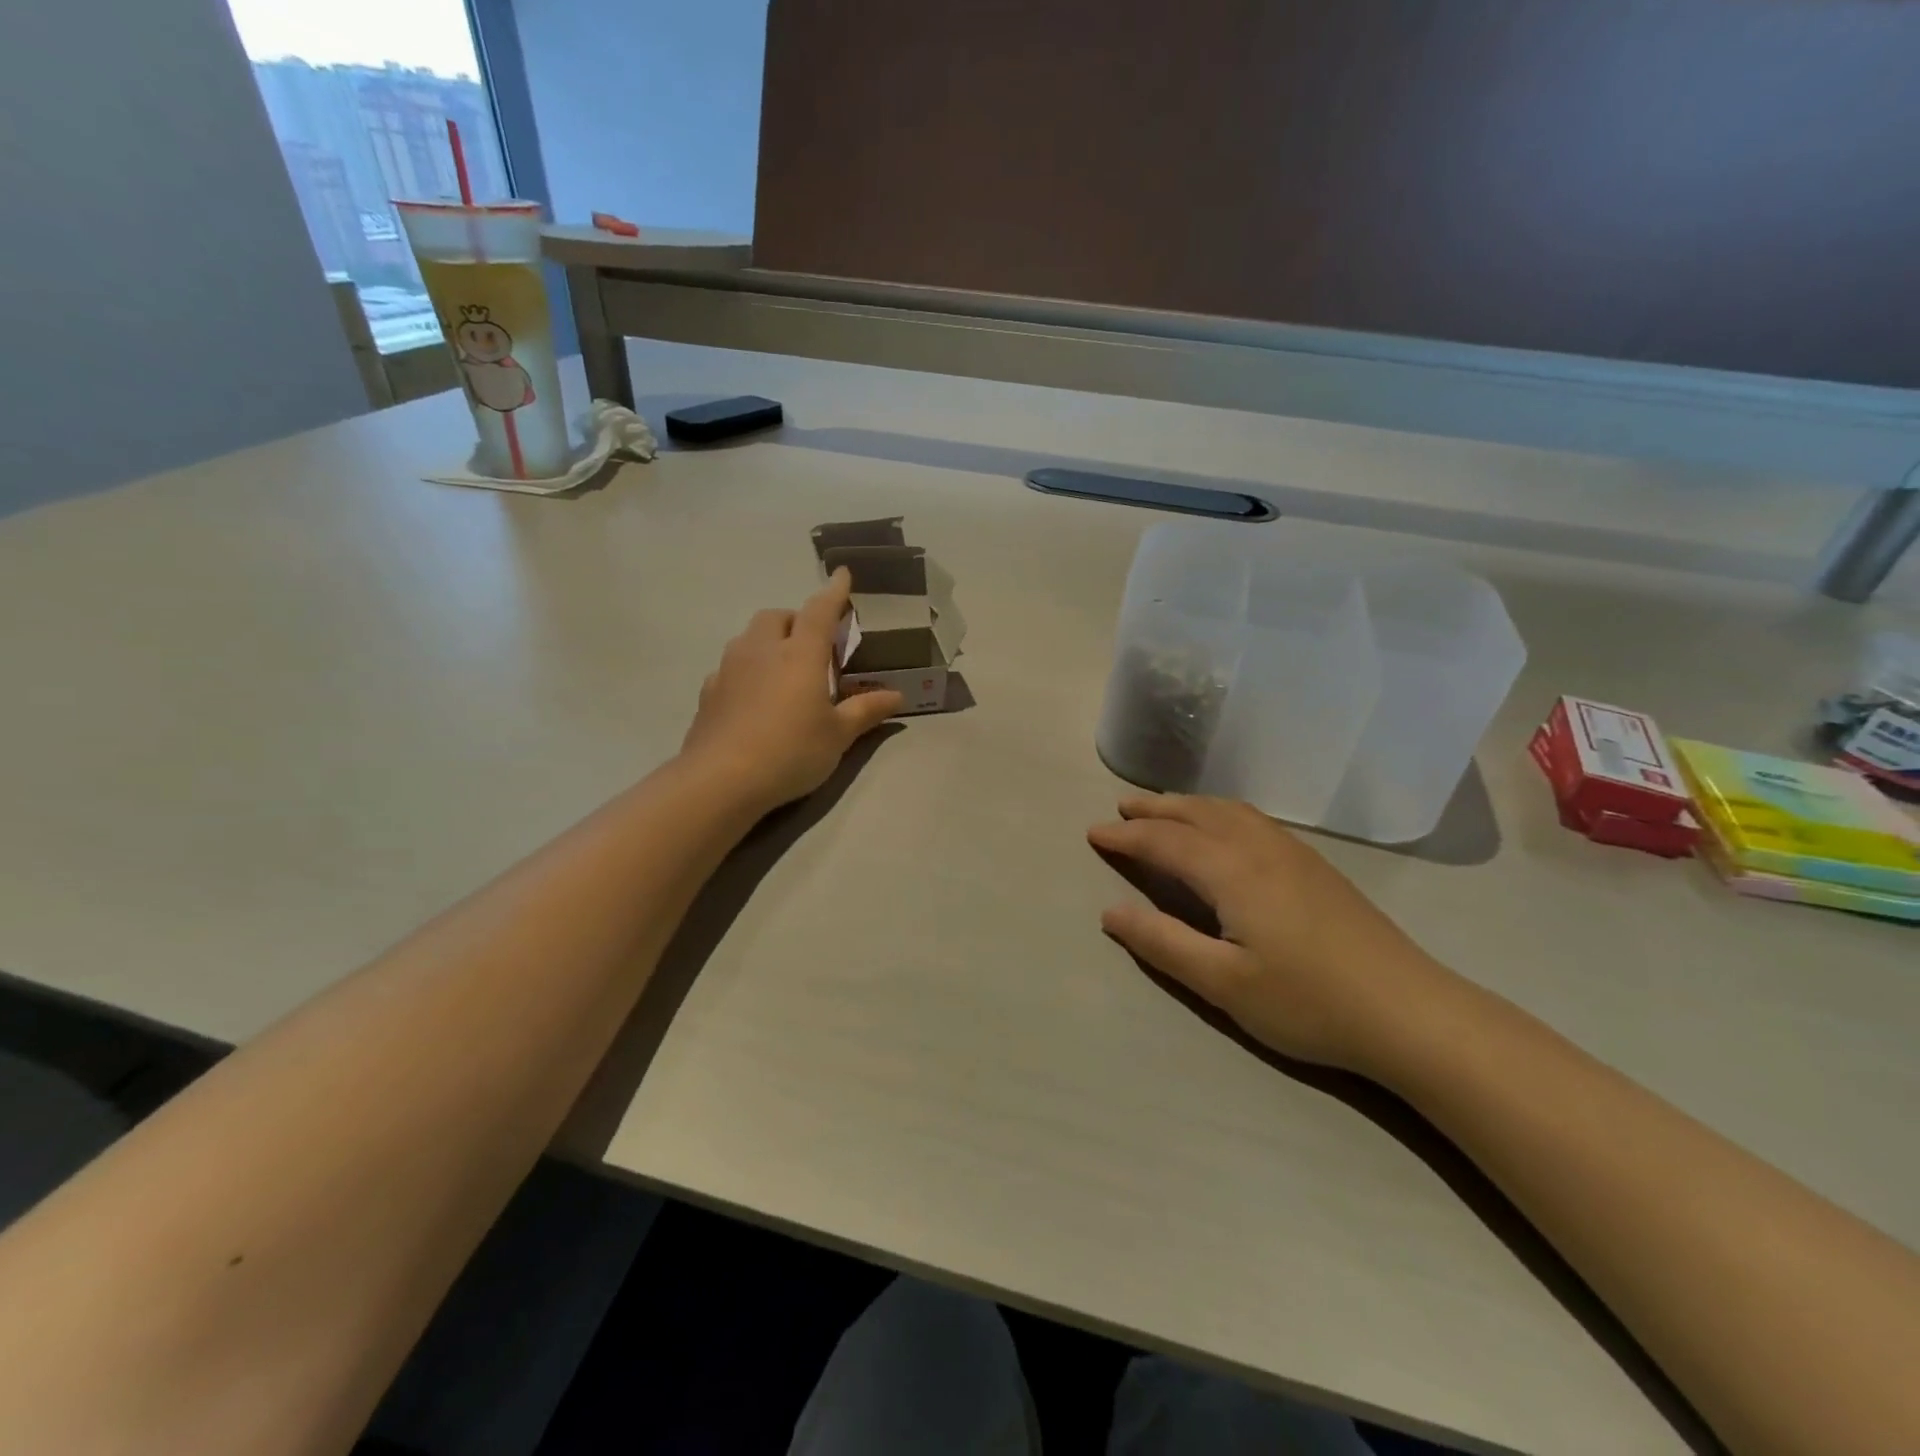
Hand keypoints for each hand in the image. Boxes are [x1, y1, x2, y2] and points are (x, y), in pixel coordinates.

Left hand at [681, 569, 902, 810]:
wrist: (721, 780)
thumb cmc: (791, 751)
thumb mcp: (838, 735)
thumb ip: (866, 711)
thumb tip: (897, 695)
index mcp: (800, 654)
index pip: (820, 610)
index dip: (834, 592)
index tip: (842, 574)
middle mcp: (762, 650)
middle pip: (777, 616)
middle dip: (797, 620)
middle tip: (814, 645)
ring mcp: (730, 669)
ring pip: (750, 638)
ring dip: (769, 641)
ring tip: (784, 669)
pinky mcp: (709, 692)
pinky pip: (731, 666)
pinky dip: (747, 670)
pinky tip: (755, 697)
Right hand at [1088, 794, 1457, 1075]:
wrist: (1410, 1012)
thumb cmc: (1308, 1002)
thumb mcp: (1223, 984)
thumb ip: (1163, 943)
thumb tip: (1110, 911)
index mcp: (1232, 871)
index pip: (1165, 841)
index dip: (1126, 836)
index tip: (1093, 833)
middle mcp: (1259, 848)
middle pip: (1197, 813)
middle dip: (1155, 808)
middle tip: (1121, 808)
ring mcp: (1293, 853)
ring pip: (1229, 811)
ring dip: (1189, 805)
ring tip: (1164, 809)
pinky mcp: (1315, 866)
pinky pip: (1253, 819)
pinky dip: (1220, 812)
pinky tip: (1224, 828)